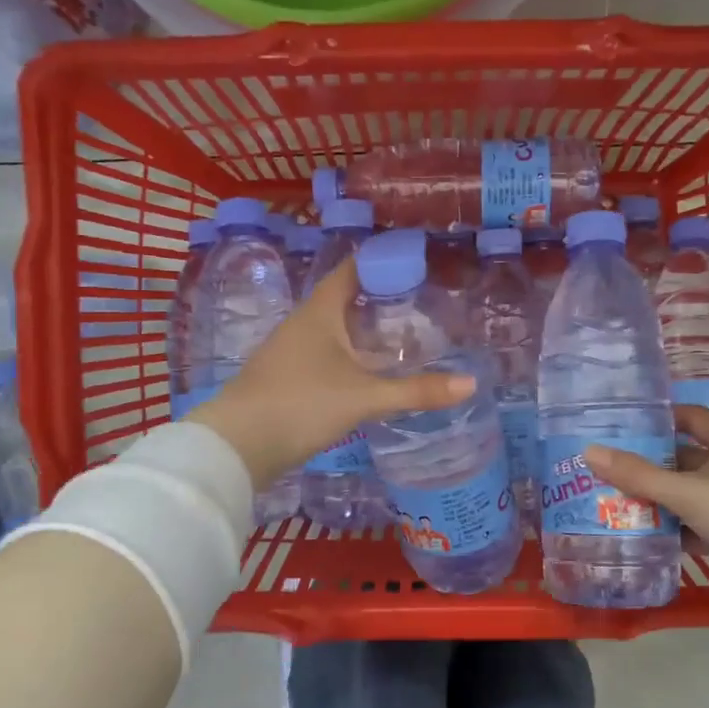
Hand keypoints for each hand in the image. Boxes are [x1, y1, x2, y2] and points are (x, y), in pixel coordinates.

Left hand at [188, 258, 474, 487]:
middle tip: (419, 303)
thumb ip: (417, 391)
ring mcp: (289, 352)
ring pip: (333, 331)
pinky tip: (367, 374)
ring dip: (362, 332)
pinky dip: (348, 357)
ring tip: (401, 337)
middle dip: (378, 300)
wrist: (237, 446)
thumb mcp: (365, 397)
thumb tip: (471, 383)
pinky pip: (323, 356)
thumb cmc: (301, 404)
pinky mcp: (285, 379)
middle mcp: (302, 324)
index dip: (379, 262)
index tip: (412, 261)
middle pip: (343, 300)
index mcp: (319, 312)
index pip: (350, 271)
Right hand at [584, 408, 708, 602]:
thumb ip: (639, 475)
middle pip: (681, 459)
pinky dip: (667, 529)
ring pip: (683, 495)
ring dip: (653, 499)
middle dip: (645, 463)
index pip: (691, 417)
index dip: (660, 416)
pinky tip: (636, 533)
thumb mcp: (690, 492)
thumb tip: (589, 451)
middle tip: (601, 464)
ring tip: (607, 497)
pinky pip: (690, 526)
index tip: (622, 421)